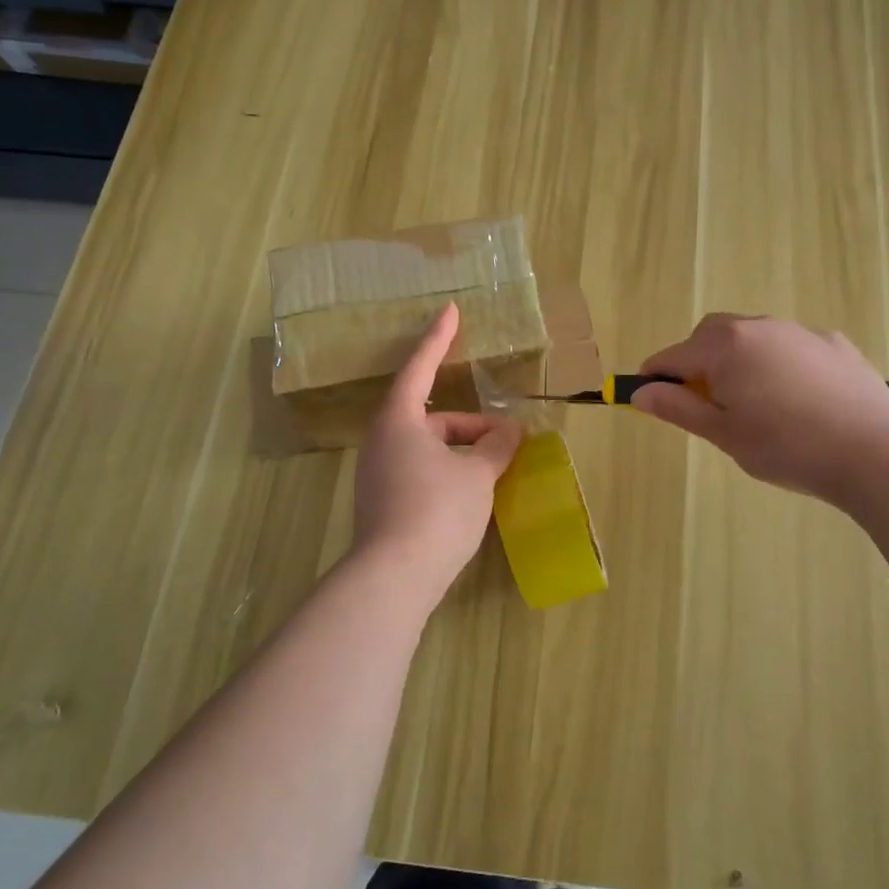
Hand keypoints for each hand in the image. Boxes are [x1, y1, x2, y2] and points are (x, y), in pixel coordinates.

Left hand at [353, 303, 523, 604]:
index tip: (450, 310)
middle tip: (508, 439)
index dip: (438, 338)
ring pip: (429, 447)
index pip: (420, 367)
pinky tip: (474, 493)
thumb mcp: (478, 474)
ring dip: (463, 450)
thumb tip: (510, 431)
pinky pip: (421, 470)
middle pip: (433, 417)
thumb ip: (497, 446)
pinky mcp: (383, 501)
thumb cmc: (437, 510)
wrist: (394, 578)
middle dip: (472, 424)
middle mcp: (382, 441)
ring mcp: (378, 473)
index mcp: (399, 420)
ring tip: (497, 467)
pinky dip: (449, 470)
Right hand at [631, 313, 888, 503]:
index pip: (673, 356)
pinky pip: (791, 346)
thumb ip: (679, 407)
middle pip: (711, 336)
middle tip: (705, 402)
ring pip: (753, 337)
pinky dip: (779, 363)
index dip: (655, 377)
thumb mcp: (723, 433)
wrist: (874, 452)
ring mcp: (801, 331)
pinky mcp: (835, 344)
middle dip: (697, 361)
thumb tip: (640, 392)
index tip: (649, 397)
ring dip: (739, 360)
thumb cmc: (785, 446)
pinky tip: (798, 399)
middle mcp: (760, 326)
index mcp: (725, 346)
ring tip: (755, 403)